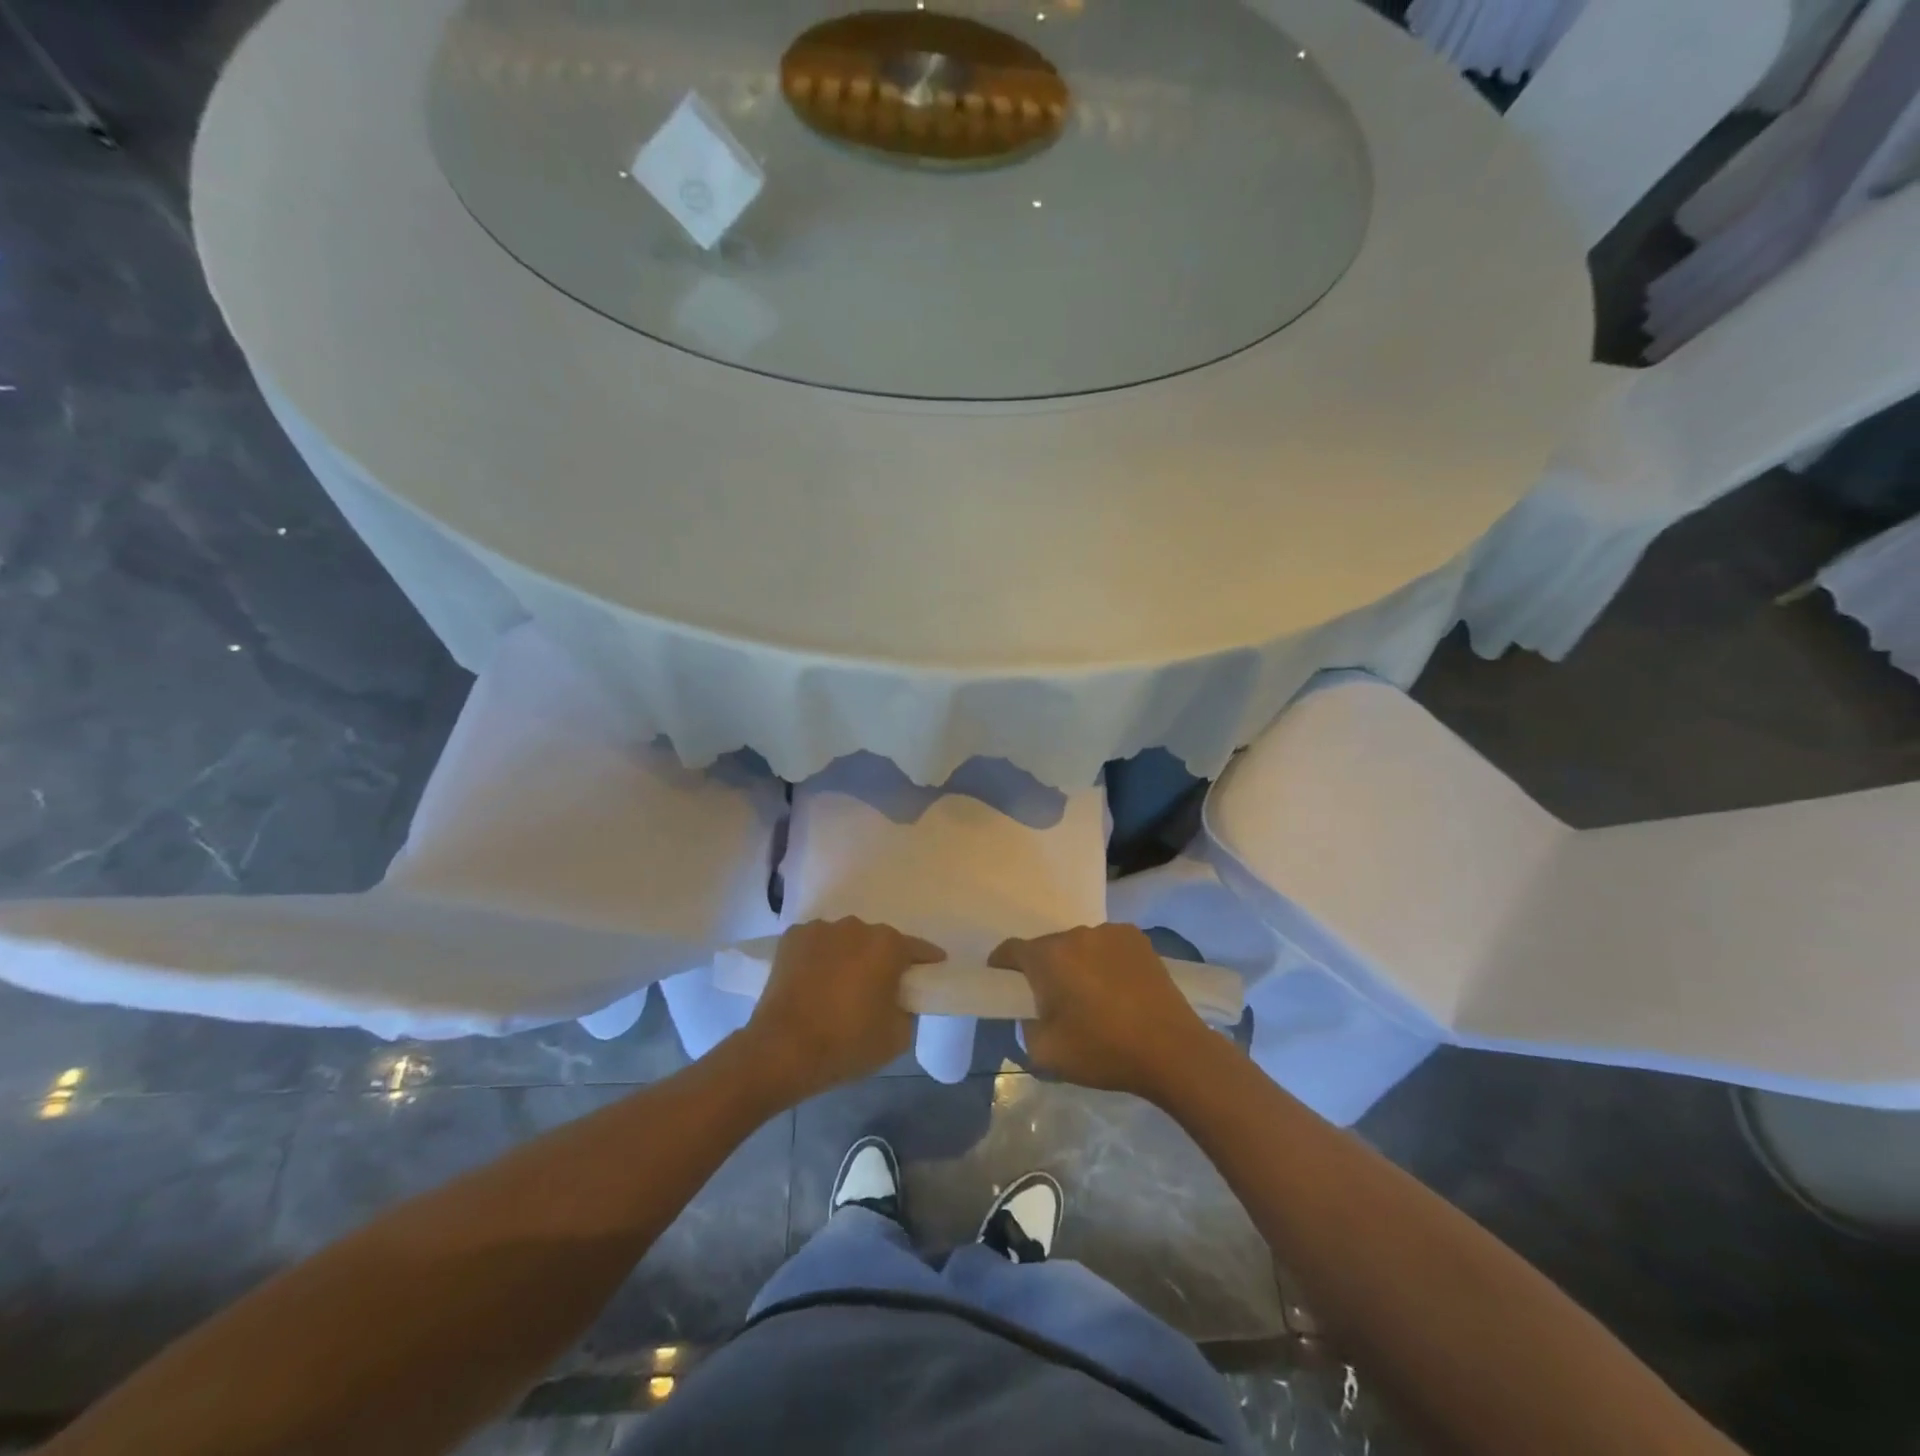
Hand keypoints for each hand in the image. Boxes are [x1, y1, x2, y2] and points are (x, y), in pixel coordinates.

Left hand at [743, 918, 945, 1101]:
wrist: (781, 1050)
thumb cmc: (846, 1043)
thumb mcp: (897, 1036)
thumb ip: (907, 1010)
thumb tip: (899, 1000)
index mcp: (887, 945)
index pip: (918, 949)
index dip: (927, 962)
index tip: (932, 971)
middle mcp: (856, 927)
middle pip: (879, 942)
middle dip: (882, 961)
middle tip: (879, 989)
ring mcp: (821, 929)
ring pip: (845, 941)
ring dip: (849, 957)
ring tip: (840, 987)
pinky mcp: (792, 938)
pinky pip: (817, 945)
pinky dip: (820, 958)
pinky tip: (814, 982)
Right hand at [989, 924, 1218, 1099]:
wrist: (1172, 1050)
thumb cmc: (1103, 1051)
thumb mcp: (1046, 1052)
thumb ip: (1024, 1027)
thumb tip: (1029, 1012)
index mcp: (1049, 957)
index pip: (1011, 950)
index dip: (1002, 966)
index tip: (1003, 984)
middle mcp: (1076, 934)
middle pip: (1048, 947)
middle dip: (1044, 970)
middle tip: (1053, 1001)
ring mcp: (1110, 932)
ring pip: (1079, 946)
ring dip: (1076, 964)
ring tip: (1093, 997)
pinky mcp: (1138, 939)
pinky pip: (1107, 946)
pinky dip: (1104, 961)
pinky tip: (1119, 989)